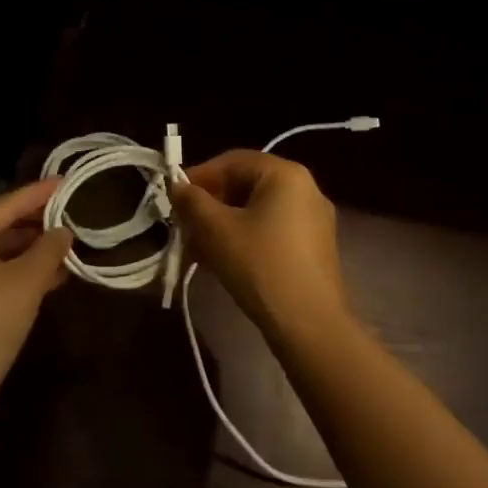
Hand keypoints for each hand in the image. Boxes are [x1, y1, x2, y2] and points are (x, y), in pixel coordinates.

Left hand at [0, 179, 71, 403]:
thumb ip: (49, 248)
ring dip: (25, 243)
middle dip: (28, 216)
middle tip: (59, 211)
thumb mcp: (28, 281)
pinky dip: (15, 265)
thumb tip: (64, 230)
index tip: (67, 181)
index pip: (8, 202)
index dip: (40, 192)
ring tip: (60, 243)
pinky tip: (47, 274)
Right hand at [170, 151, 349, 340]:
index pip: (233, 161)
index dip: (199, 176)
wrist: (310, 326)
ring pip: (256, 211)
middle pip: (245, 185)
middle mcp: (305, 189)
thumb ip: (192, 202)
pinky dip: (244, 238)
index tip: (174, 198)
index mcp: (286, 174)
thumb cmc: (261, 266)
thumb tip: (176, 186)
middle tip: (184, 227)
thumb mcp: (217, 231)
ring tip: (197, 250)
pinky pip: (271, 230)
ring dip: (223, 225)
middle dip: (210, 205)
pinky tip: (222, 262)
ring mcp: (313, 220)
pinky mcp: (314, 248)